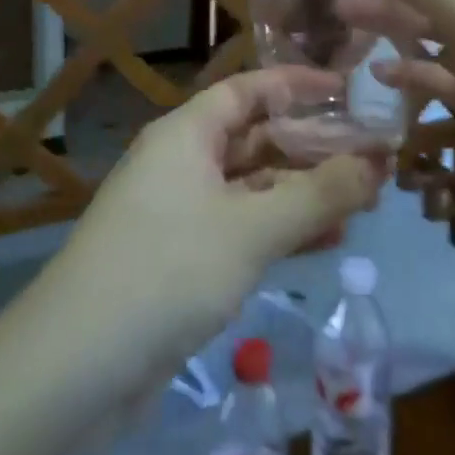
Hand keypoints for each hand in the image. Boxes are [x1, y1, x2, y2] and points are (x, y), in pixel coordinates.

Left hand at [37, 69, 385, 392]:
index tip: (351, 92)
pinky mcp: (182, 261)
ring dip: (304, 193)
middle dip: (312, 147)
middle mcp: (181, 165)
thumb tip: (379, 162)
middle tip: (373, 158)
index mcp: (185, 135)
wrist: (76, 368)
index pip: (248, 90)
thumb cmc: (166, 272)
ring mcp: (179, 215)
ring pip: (252, 189)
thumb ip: (318, 194)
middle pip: (254, 139)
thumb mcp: (252, 229)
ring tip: (365, 201)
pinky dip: (282, 231)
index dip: (298, 85)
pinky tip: (328, 243)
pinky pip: (242, 230)